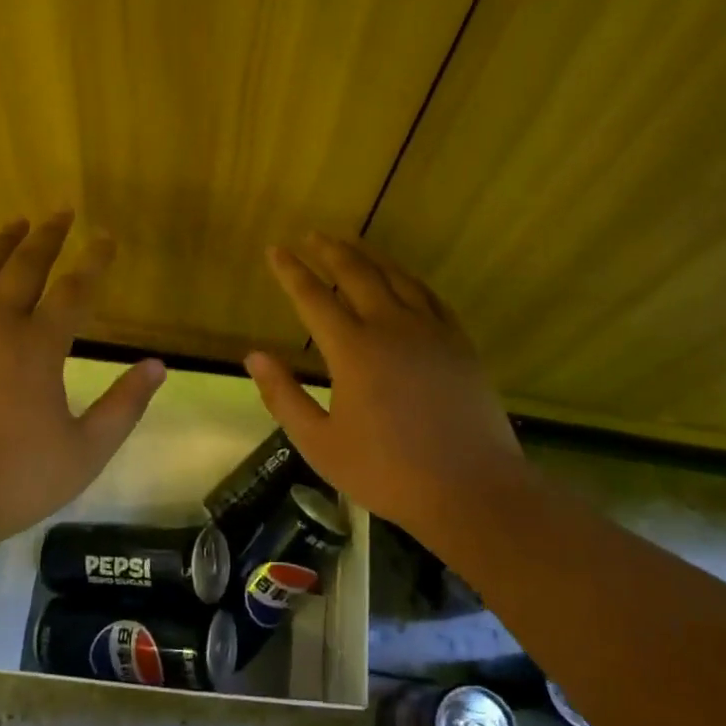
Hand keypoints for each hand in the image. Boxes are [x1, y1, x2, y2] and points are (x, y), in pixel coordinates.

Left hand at [0, 212, 165, 554]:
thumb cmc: (11, 481)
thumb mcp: (85, 452)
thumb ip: (124, 406)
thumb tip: (158, 366)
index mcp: (38, 348)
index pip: (75, 291)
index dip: (94, 261)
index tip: (106, 238)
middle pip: (24, 268)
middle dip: (47, 237)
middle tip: (60, 213)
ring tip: (15, 224)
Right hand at [243, 234, 525, 540]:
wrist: (471, 489)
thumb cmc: (387, 472)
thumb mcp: (320, 443)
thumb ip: (284, 396)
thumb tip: (254, 356)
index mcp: (353, 350)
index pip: (313, 297)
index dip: (291, 271)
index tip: (275, 250)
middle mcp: (391, 327)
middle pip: (356, 274)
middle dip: (330, 251)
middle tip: (311, 235)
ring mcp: (431, 331)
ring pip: (396, 278)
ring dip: (369, 257)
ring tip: (351, 244)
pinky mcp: (459, 343)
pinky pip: (429, 296)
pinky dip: (408, 279)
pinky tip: (402, 279)